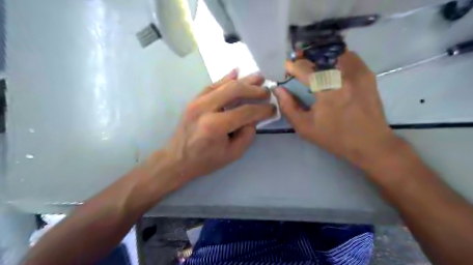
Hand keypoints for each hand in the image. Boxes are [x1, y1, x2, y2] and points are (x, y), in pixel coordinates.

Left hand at [153, 71, 275, 189]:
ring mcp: (197, 101)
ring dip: (244, 80)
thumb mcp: (232, 154)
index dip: (262, 110)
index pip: (246, 111)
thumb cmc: (206, 160)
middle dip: (255, 90)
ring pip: (224, 85)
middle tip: (267, 91)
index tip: (273, 108)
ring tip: (259, 77)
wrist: (177, 159)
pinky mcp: (194, 99)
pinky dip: (225, 78)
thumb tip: (254, 117)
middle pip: (235, 91)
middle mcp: (205, 108)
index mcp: (216, 125)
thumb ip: (247, 135)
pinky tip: (236, 72)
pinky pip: (212, 85)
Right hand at [274, 51, 397, 168]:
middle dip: (306, 60)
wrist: (370, 143)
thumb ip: (288, 107)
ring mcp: (358, 73)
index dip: (293, 66)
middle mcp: (343, 77)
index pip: (304, 68)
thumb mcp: (304, 127)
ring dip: (323, 59)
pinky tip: (334, 73)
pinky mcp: (368, 75)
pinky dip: (338, 61)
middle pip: (319, 57)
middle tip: (301, 69)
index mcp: (326, 91)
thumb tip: (278, 90)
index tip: (287, 68)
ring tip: (318, 69)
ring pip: (336, 54)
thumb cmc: (334, 137)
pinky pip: (350, 58)